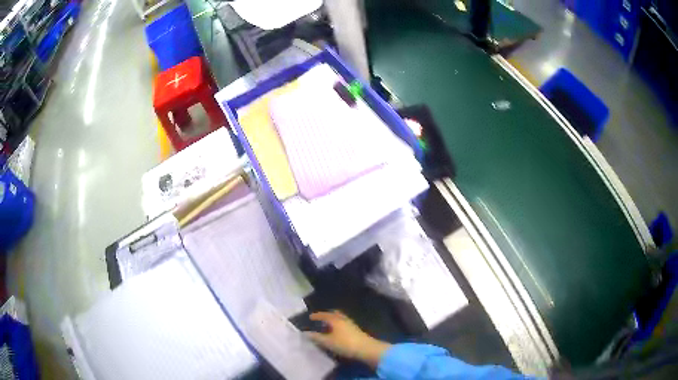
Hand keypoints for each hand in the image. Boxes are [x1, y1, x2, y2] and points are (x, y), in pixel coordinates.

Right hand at [305, 311, 390, 367]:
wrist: (365, 348)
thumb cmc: (344, 344)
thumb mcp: (328, 342)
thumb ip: (316, 337)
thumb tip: (305, 333)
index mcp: (335, 320)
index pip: (324, 315)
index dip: (317, 316)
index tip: (310, 317)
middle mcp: (343, 319)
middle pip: (334, 314)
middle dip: (326, 315)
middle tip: (320, 319)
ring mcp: (351, 324)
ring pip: (340, 318)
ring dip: (333, 320)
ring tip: (327, 326)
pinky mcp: (355, 330)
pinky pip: (344, 323)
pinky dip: (338, 324)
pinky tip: (336, 332)